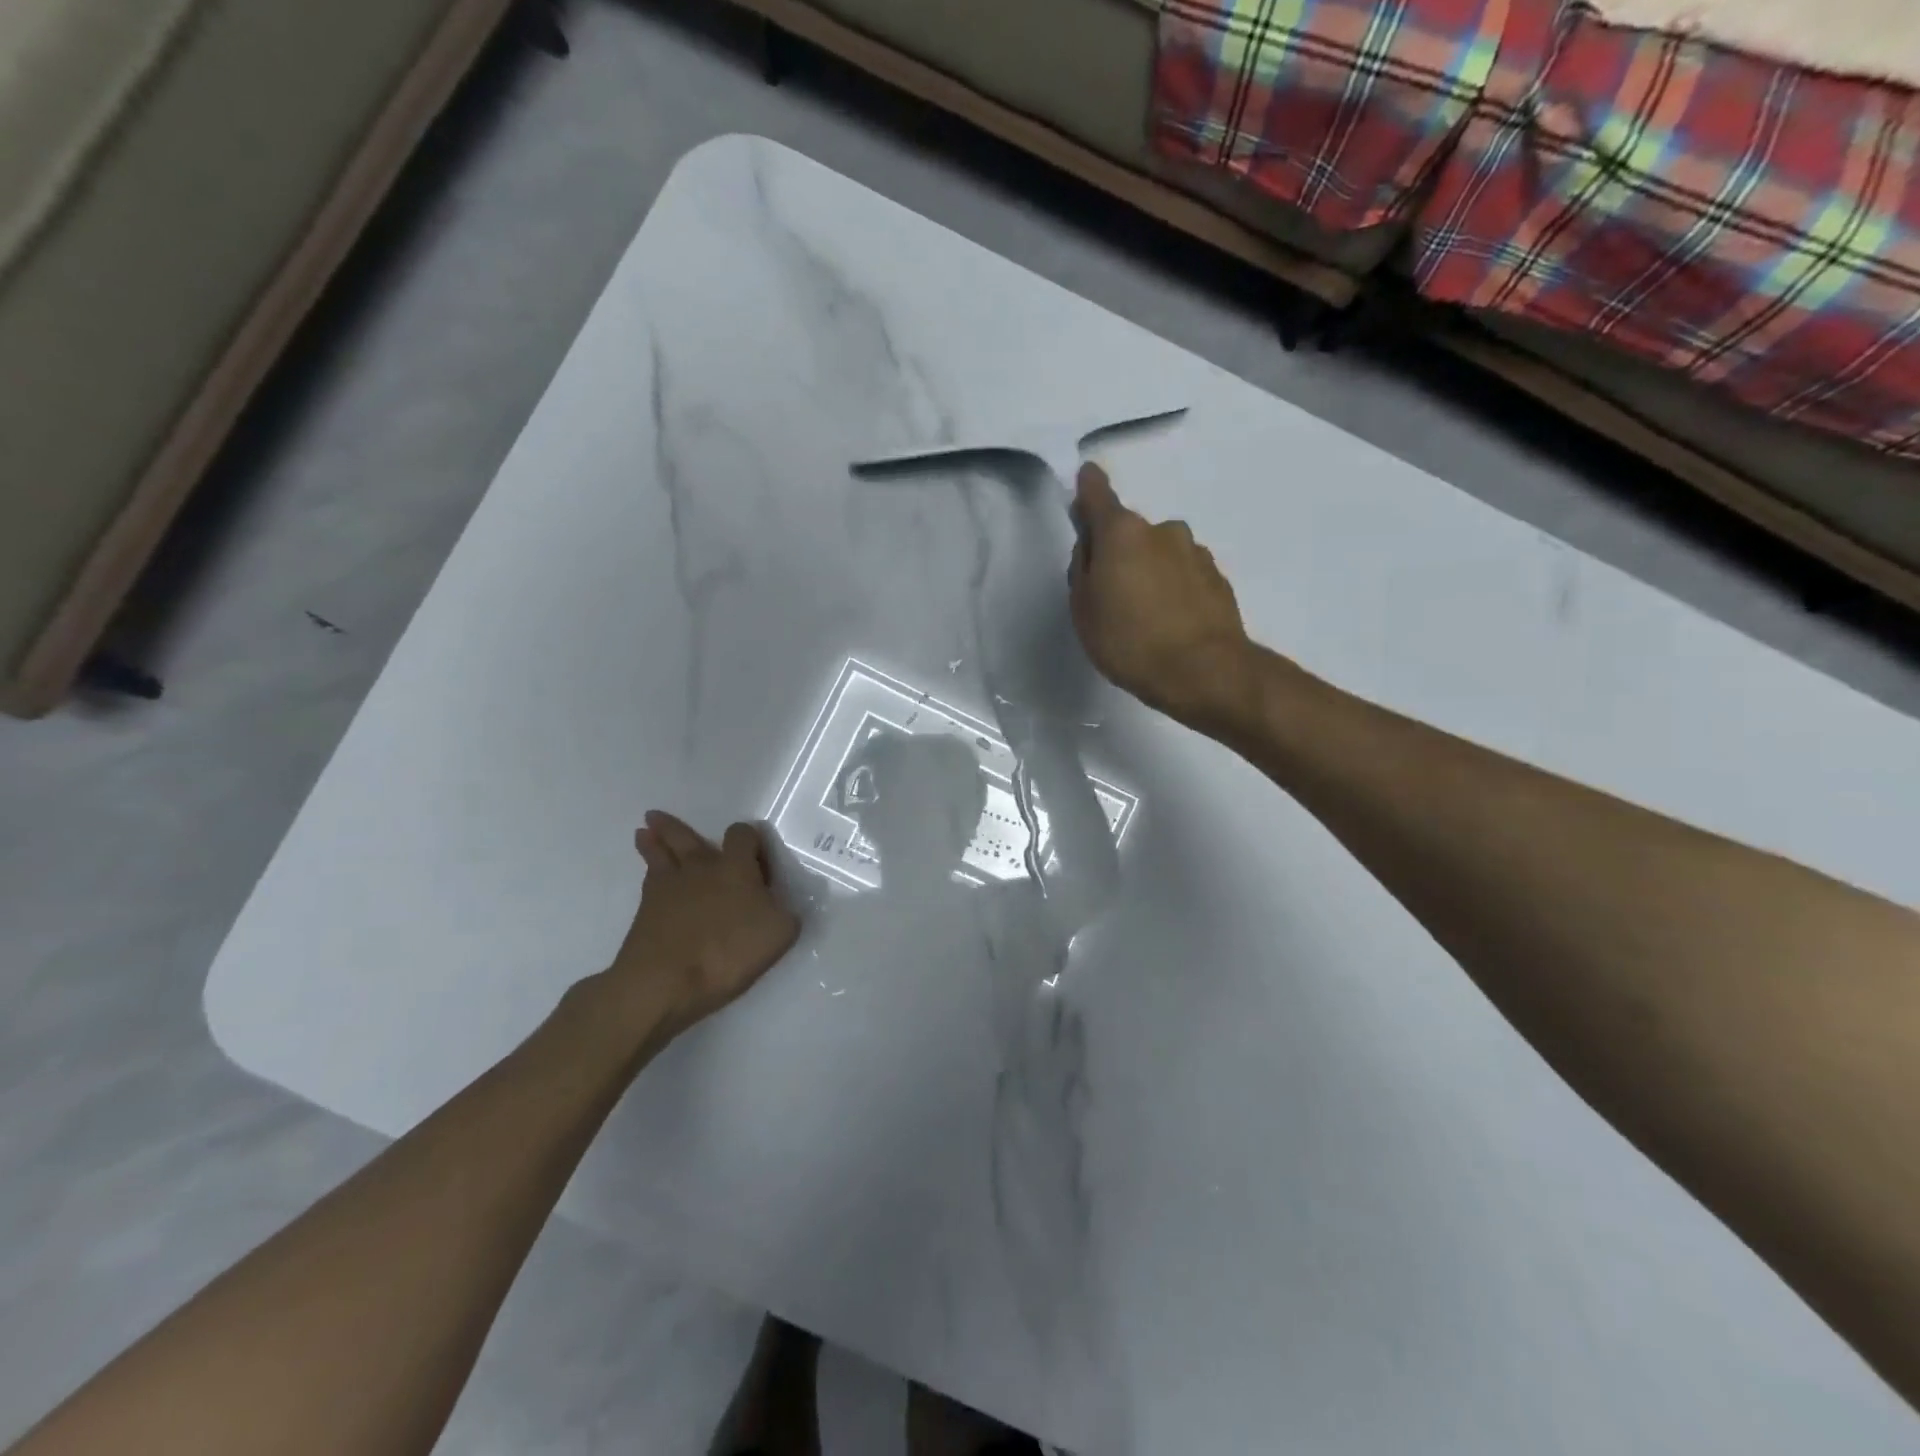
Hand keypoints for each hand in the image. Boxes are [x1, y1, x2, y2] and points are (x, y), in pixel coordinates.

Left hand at [608, 812, 799, 1039]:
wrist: (665, 981)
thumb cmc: (728, 952)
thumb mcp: (779, 933)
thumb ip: (785, 911)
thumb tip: (779, 902)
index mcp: (736, 868)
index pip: (742, 835)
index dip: (750, 839)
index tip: (757, 853)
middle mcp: (701, 867)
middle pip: (687, 837)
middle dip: (676, 827)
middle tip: (659, 816)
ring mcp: (669, 886)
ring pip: (661, 854)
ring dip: (654, 841)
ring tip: (643, 831)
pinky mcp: (646, 910)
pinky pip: (649, 880)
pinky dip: (649, 871)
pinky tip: (650, 872)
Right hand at [1069, 463, 1253, 730]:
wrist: (1204, 672)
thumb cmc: (1129, 641)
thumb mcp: (1084, 610)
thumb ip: (1082, 570)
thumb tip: (1092, 547)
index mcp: (1122, 532)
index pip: (1098, 494)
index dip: (1088, 487)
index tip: (1086, 480)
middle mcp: (1162, 530)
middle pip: (1129, 532)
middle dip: (1118, 552)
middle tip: (1110, 595)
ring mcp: (1194, 552)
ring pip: (1160, 553)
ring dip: (1149, 571)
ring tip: (1144, 617)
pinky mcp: (1217, 577)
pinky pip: (1183, 574)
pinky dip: (1173, 588)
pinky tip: (1170, 623)